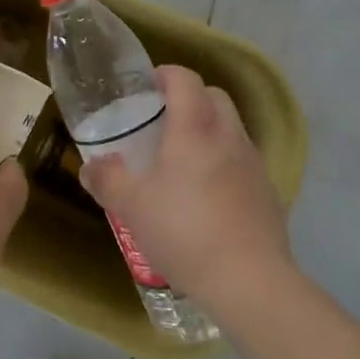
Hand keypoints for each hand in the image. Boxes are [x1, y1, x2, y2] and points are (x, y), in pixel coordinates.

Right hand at [80, 65, 292, 312]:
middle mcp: (228, 134)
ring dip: (210, 133)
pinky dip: (226, 165)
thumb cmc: (184, 231)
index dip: (164, 75)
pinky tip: (210, 198)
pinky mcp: (269, 194)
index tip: (145, 90)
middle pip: (214, 96)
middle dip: (190, 100)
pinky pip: (244, 163)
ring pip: (231, 129)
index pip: (184, 77)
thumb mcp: (131, 206)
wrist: (250, 284)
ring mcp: (254, 164)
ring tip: (184, 163)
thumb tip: (89, 167)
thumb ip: (107, 180)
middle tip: (163, 123)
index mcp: (194, 126)